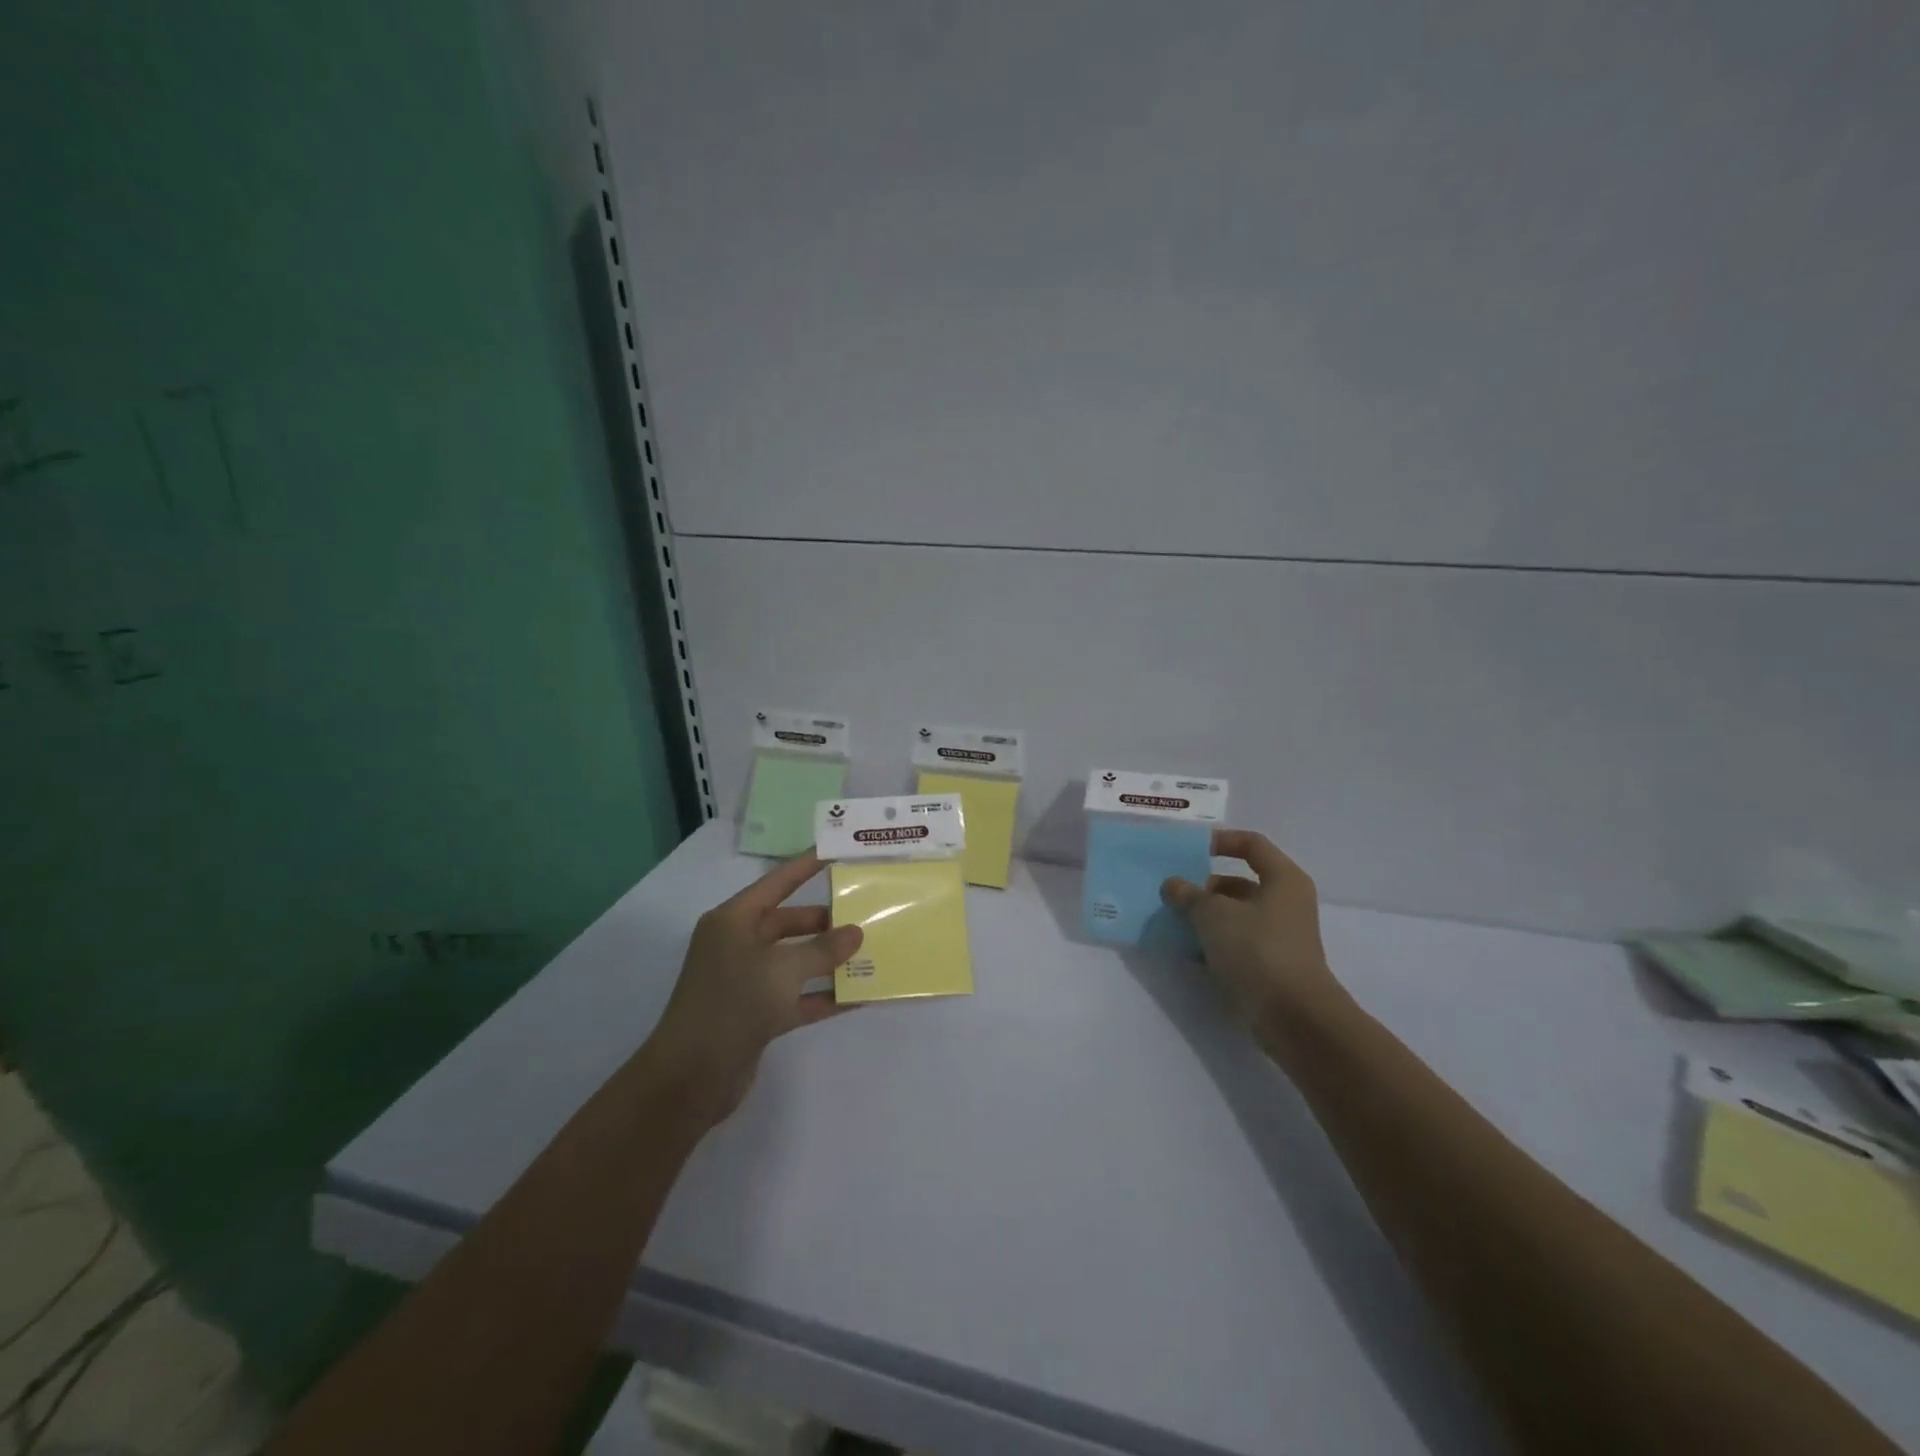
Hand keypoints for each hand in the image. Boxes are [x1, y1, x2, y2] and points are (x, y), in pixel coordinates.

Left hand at [645, 852, 861, 1127]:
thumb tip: (855, 933)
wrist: (690, 1078)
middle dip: (825, 921)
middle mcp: (738, 945)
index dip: (805, 867)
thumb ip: (823, 950)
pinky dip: (824, 995)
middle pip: (788, 923)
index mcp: (734, 921)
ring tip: (870, 952)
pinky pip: (798, 996)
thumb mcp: (783, 970)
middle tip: (865, 913)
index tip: (836, 852)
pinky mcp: (757, 1014)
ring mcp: (746, 981)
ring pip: (795, 961)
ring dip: (828, 960)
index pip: (776, 883)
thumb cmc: (733, 1005)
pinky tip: (859, 996)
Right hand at [1161, 829, 1345, 1033]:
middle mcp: (1285, 903)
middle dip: (1203, 888)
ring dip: (1204, 918)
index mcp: (1282, 879)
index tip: (1189, 850)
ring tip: (1171, 923)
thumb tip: (1172, 885)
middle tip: (1171, 894)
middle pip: (1238, 883)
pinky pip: (1236, 945)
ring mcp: (1279, 936)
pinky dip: (1212, 945)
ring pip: (1234, 916)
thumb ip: (1189, 895)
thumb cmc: (1257, 949)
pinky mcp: (1270, 965)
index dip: (1220, 841)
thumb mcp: (1213, 914)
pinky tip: (1186, 953)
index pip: (1251, 844)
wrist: (1293, 1016)